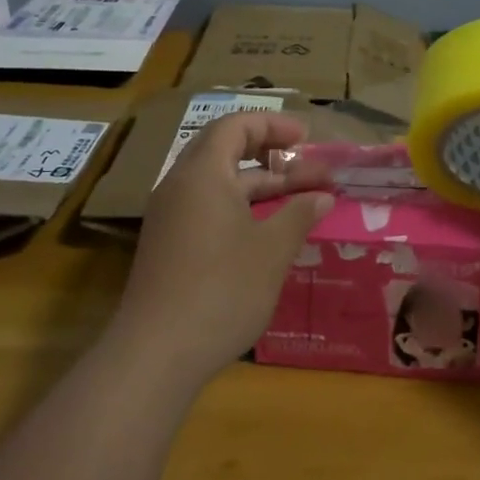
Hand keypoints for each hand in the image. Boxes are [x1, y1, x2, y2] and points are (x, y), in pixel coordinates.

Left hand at [115, 113, 333, 383]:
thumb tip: (323, 196)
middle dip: (271, 154)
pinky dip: (241, 207)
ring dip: (260, 184)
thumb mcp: (272, 249)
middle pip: (225, 150)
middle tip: (310, 168)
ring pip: (219, 183)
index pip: (236, 125)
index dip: (273, 125)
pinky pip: (208, 208)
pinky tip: (270, 230)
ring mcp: (170, 218)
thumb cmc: (222, 289)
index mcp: (202, 173)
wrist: (156, 354)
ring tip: (302, 199)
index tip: (306, 139)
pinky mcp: (169, 246)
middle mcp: (180, 186)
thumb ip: (300, 214)